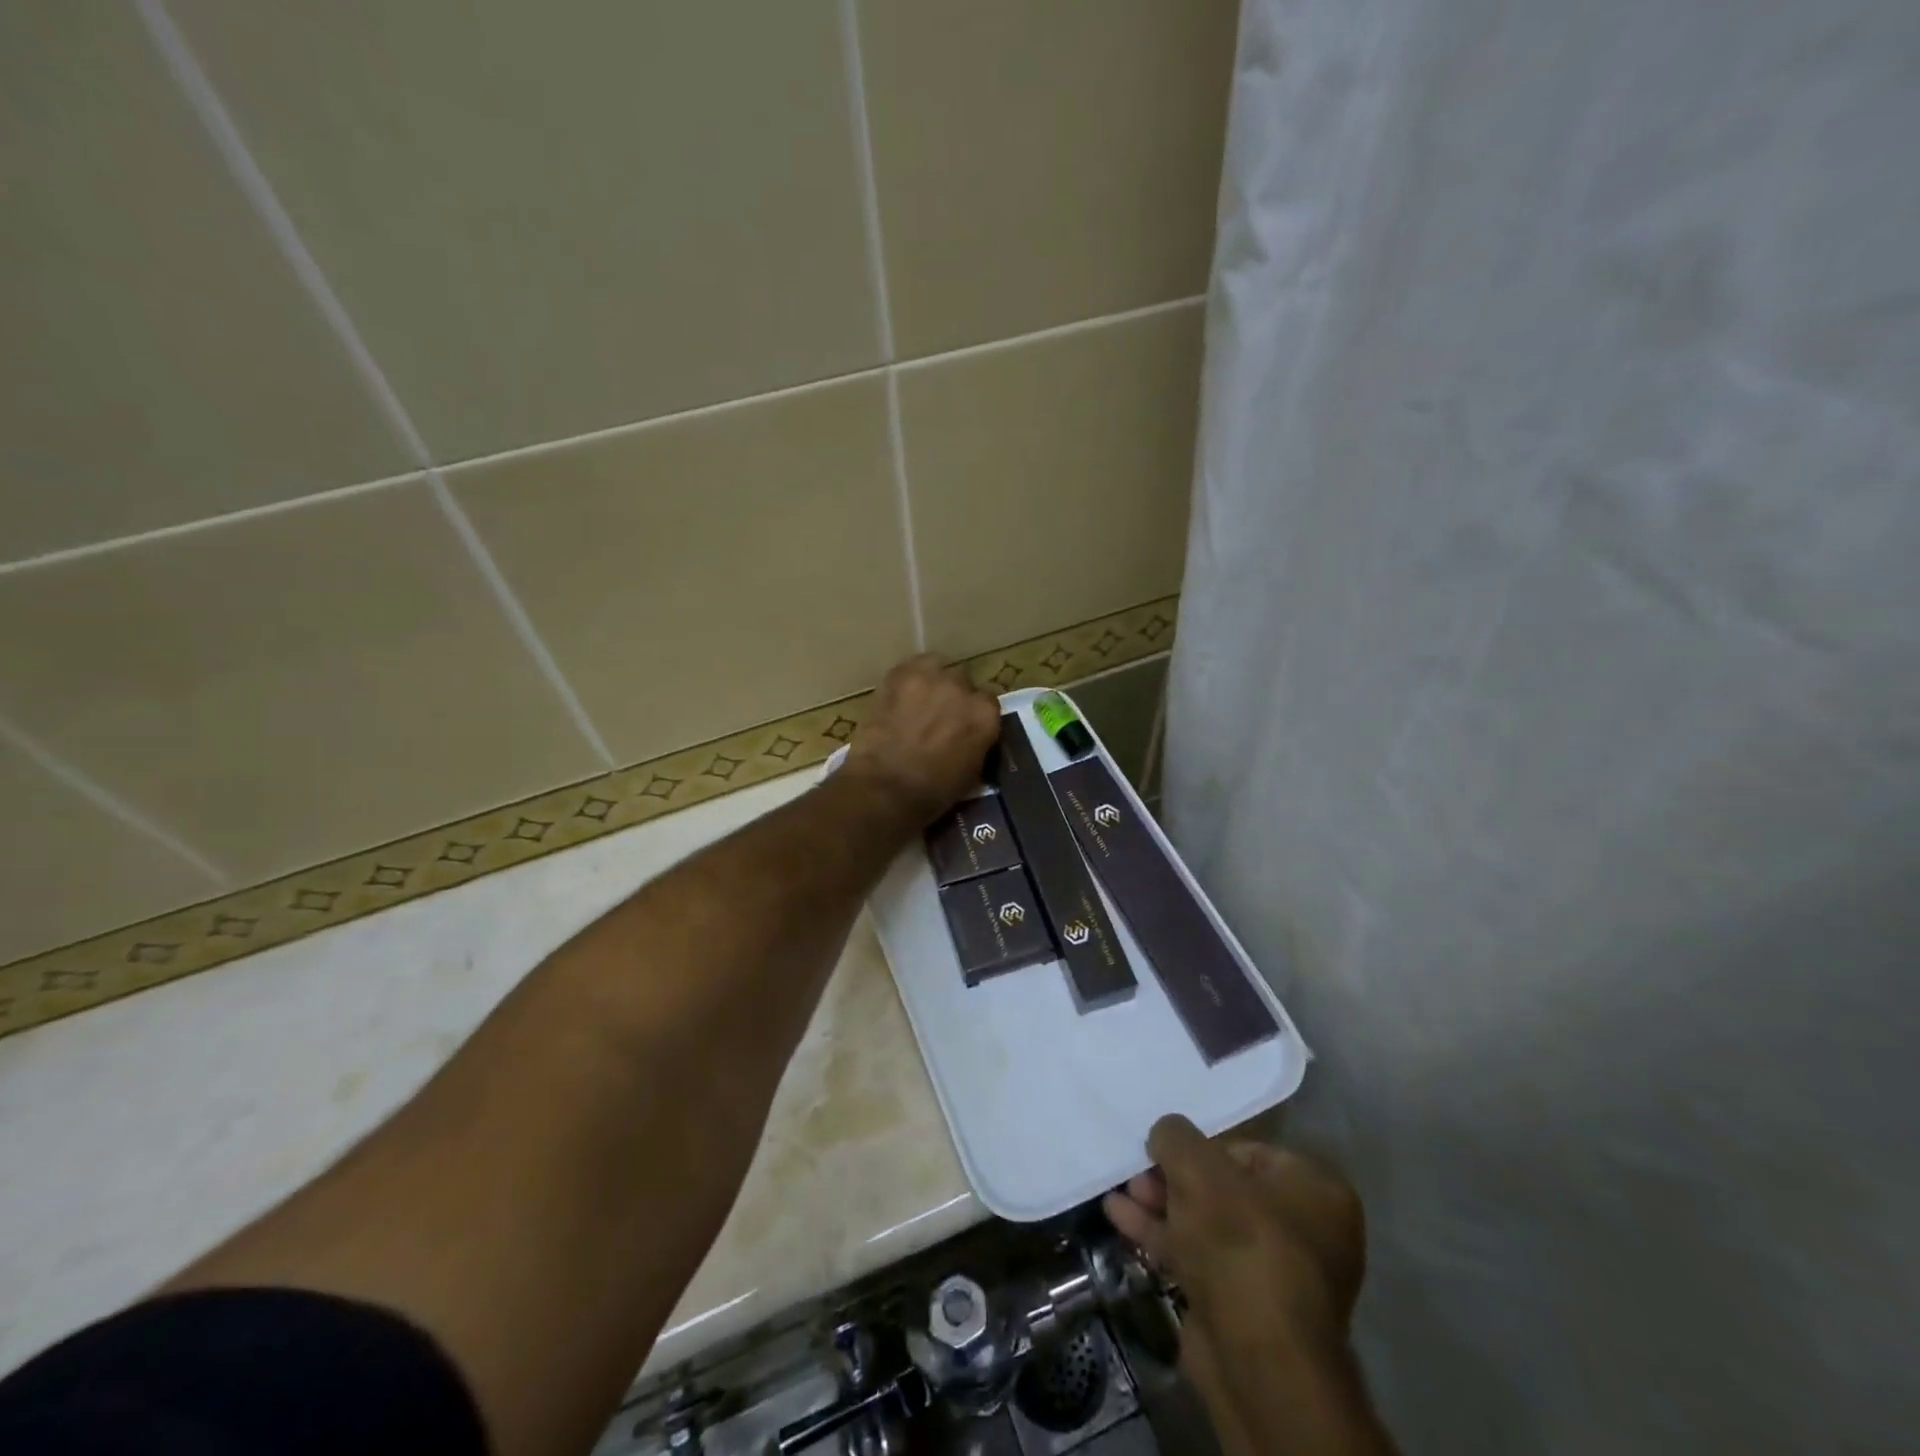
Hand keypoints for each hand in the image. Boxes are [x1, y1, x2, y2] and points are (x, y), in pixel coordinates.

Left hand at [844, 654, 1000, 823]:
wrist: (885, 787)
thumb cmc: (932, 793)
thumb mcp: (971, 774)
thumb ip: (976, 746)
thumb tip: (970, 740)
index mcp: (985, 715)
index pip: (987, 702)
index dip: (973, 714)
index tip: (963, 726)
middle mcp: (963, 688)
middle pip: (962, 681)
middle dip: (953, 696)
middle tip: (938, 717)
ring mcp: (930, 677)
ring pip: (936, 667)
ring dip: (930, 681)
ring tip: (917, 701)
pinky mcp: (899, 675)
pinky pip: (908, 668)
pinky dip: (906, 679)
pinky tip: (898, 696)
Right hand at [1106, 1116, 1385, 1454]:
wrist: (1255, 1359)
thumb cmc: (1240, 1241)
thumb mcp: (1198, 1166)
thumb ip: (1176, 1136)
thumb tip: (1165, 1134)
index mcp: (1316, 1191)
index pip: (1249, 1151)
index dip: (1201, 1147)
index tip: (1165, 1150)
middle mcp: (1305, 1231)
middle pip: (1224, 1189)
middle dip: (1173, 1178)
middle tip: (1137, 1172)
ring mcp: (1274, 1274)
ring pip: (1206, 1224)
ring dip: (1161, 1206)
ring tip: (1120, 1192)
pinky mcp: (1242, 1308)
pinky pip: (1198, 1257)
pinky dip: (1162, 1237)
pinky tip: (1120, 1219)